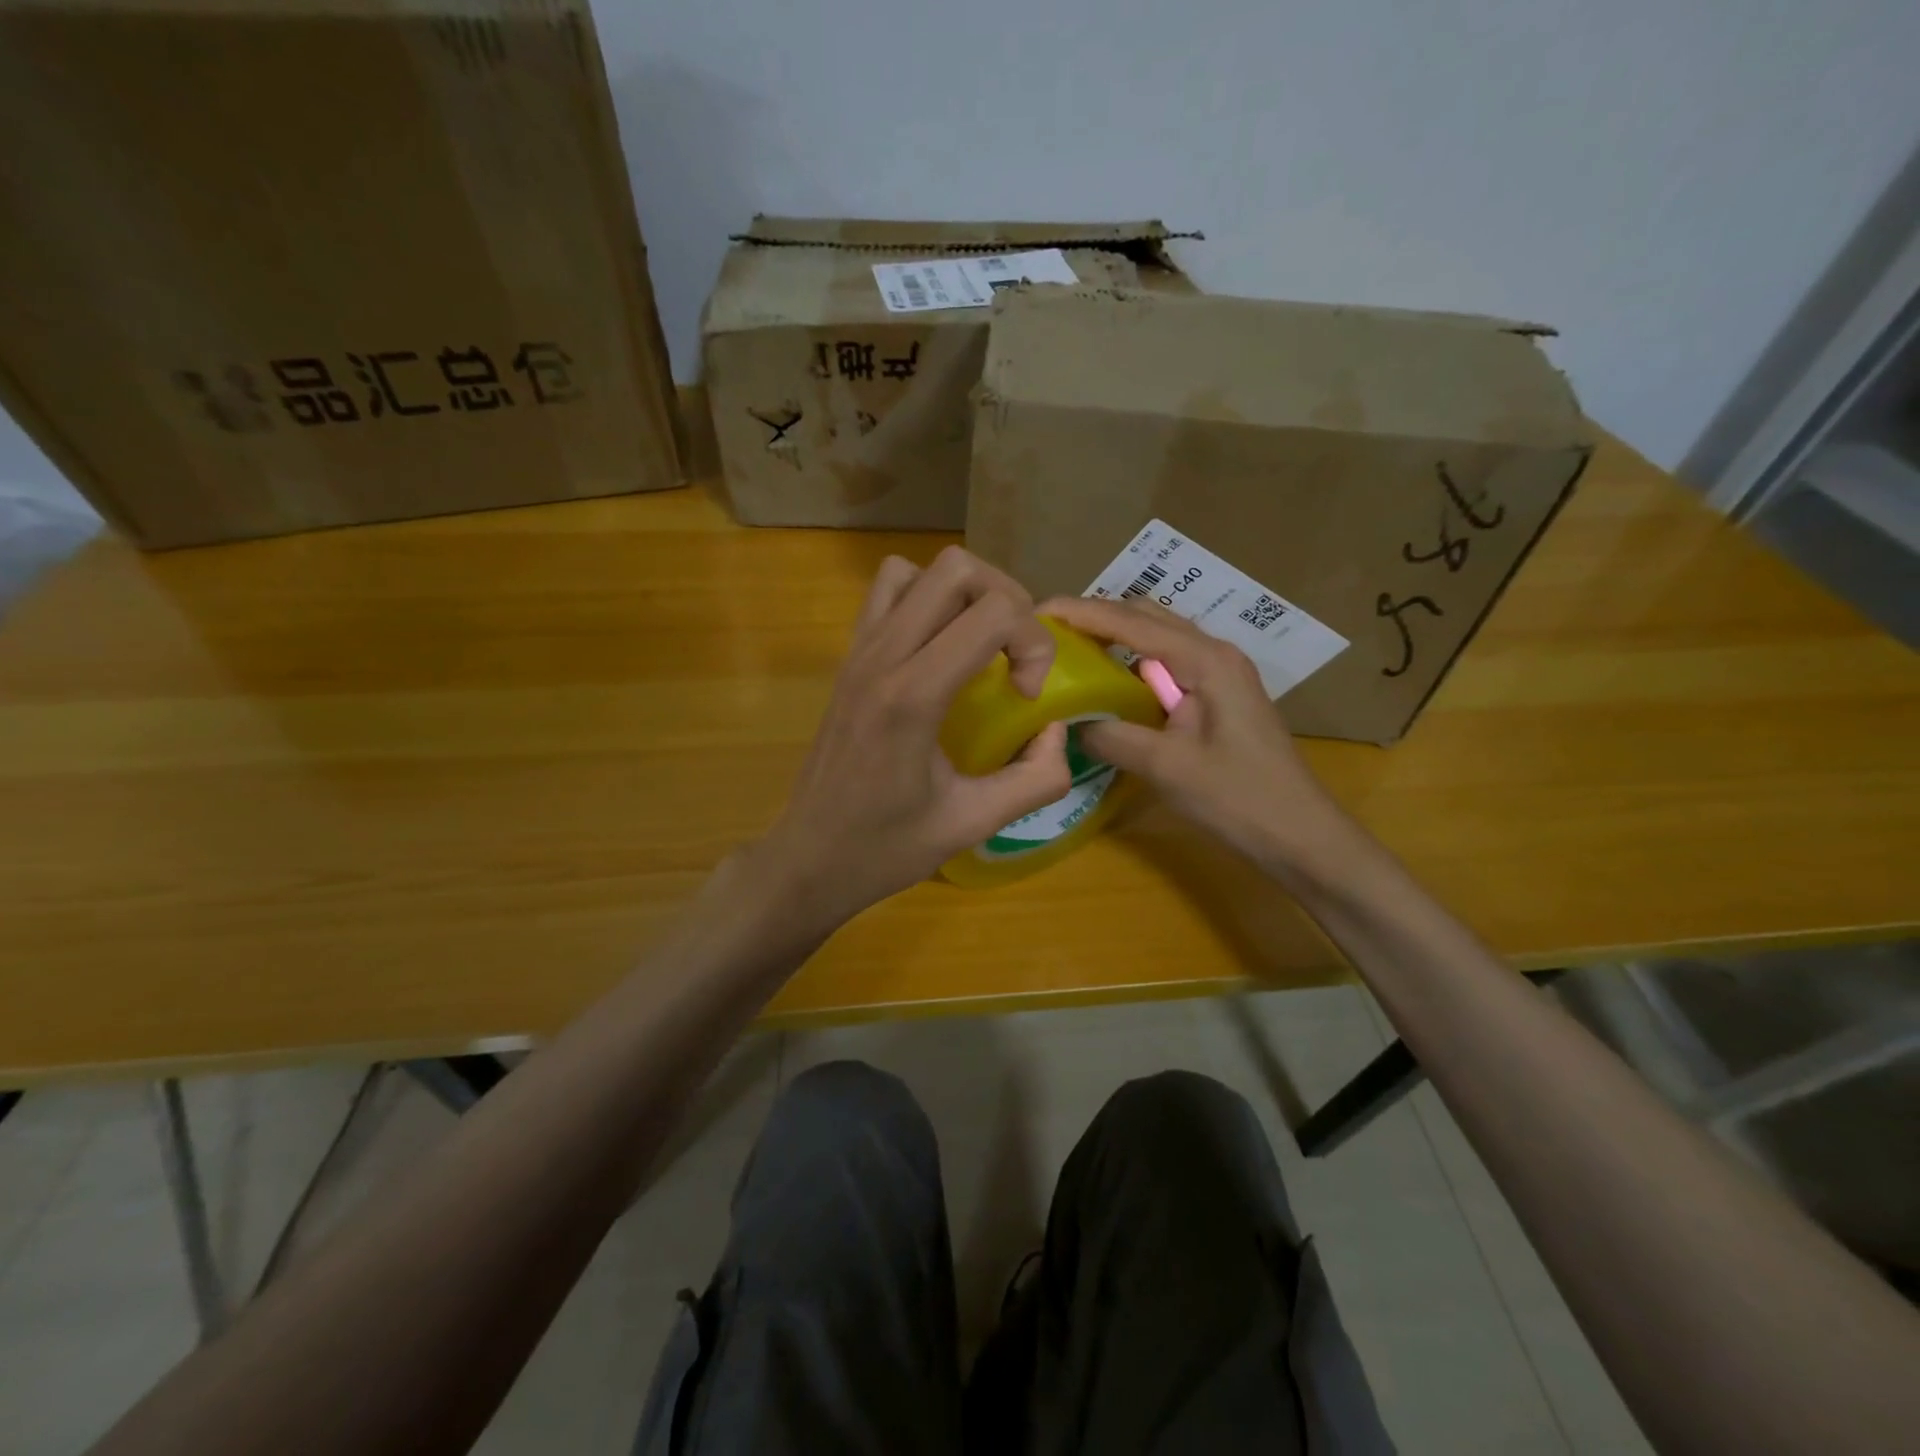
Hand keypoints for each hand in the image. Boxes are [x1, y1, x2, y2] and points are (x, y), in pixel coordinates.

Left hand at [758, 548, 1072, 928]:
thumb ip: (1035, 778)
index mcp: (912, 695)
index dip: (1032, 643)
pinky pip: (887, 593)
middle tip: (1015, 657)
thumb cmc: (886, 848)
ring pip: (918, 569)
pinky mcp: (848, 658)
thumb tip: (1057, 731)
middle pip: (957, 568)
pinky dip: (924, 599)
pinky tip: (939, 650)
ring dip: (964, 594)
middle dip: (1007, 601)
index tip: (1027, 697)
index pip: (993, 612)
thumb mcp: (973, 824)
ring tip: (980, 644)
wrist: (809, 858)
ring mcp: (858, 652)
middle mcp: (881, 657)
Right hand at [1039, 594, 1348, 871]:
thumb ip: (1111, 736)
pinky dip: (1132, 663)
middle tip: (1049, 633)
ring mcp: (1220, 673)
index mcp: (1205, 659)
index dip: (1081, 613)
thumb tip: (1068, 721)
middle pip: (1145, 617)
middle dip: (1096, 617)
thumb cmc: (1237, 798)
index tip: (1038, 611)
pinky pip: (1167, 664)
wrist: (1298, 833)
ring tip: (1070, 651)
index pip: (1131, 622)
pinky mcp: (1219, 695)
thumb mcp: (1165, 767)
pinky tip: (1108, 683)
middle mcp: (1214, 652)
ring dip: (1114, 638)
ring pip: (1157, 638)